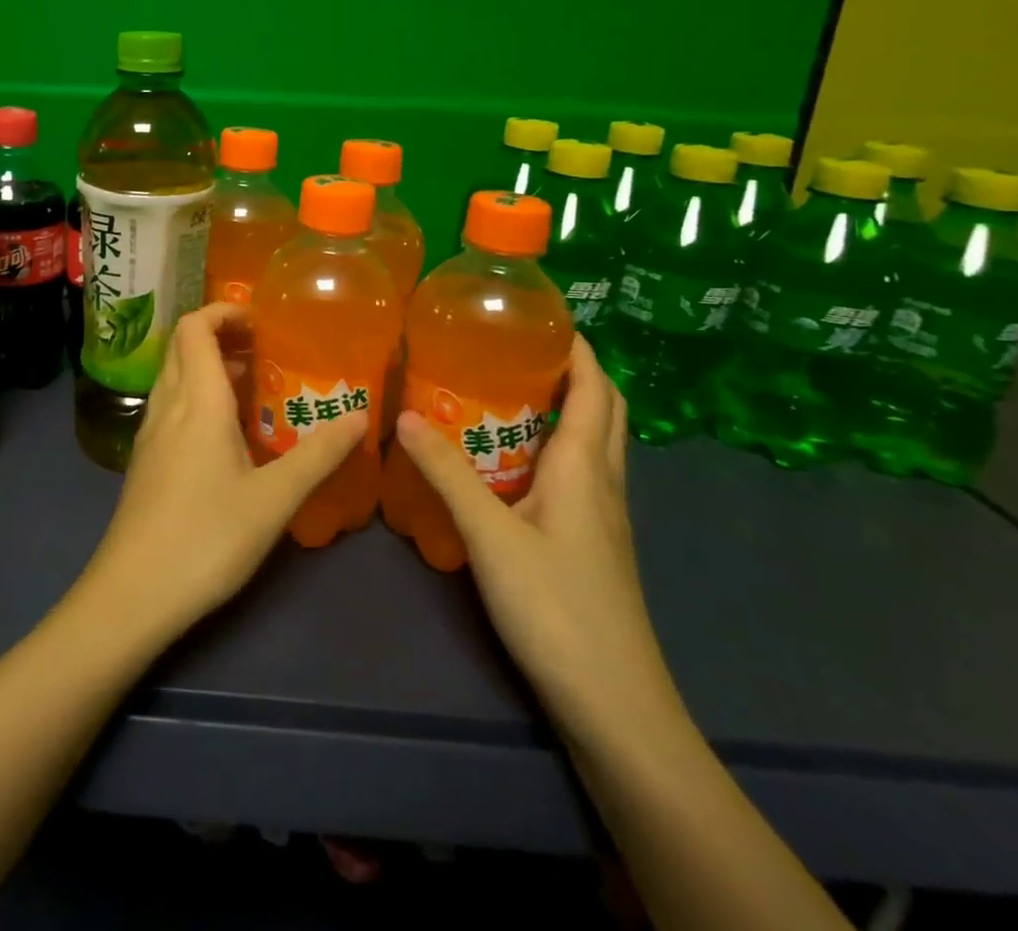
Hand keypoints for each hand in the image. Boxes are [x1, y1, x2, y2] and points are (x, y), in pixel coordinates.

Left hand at [80, 302, 366, 644]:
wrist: (133, 593)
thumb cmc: (206, 538)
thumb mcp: (273, 499)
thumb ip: (318, 454)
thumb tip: (362, 416)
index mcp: (196, 400)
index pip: (194, 326)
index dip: (224, 311)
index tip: (262, 322)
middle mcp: (167, 405)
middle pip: (183, 345)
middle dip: (222, 334)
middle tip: (267, 351)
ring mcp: (151, 433)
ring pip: (176, 376)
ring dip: (210, 366)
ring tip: (256, 388)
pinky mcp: (147, 459)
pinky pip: (172, 406)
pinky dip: (198, 397)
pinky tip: (229, 434)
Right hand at [394, 335, 677, 739]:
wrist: (613, 705)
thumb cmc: (557, 608)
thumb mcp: (490, 535)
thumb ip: (446, 473)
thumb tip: (404, 414)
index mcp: (584, 467)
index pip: (594, 387)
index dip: (577, 346)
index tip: (539, 313)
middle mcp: (602, 482)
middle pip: (604, 408)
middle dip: (573, 369)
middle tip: (516, 347)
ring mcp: (603, 516)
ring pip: (593, 441)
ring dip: (565, 406)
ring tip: (505, 389)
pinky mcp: (593, 543)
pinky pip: (579, 473)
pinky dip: (554, 446)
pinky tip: (509, 459)